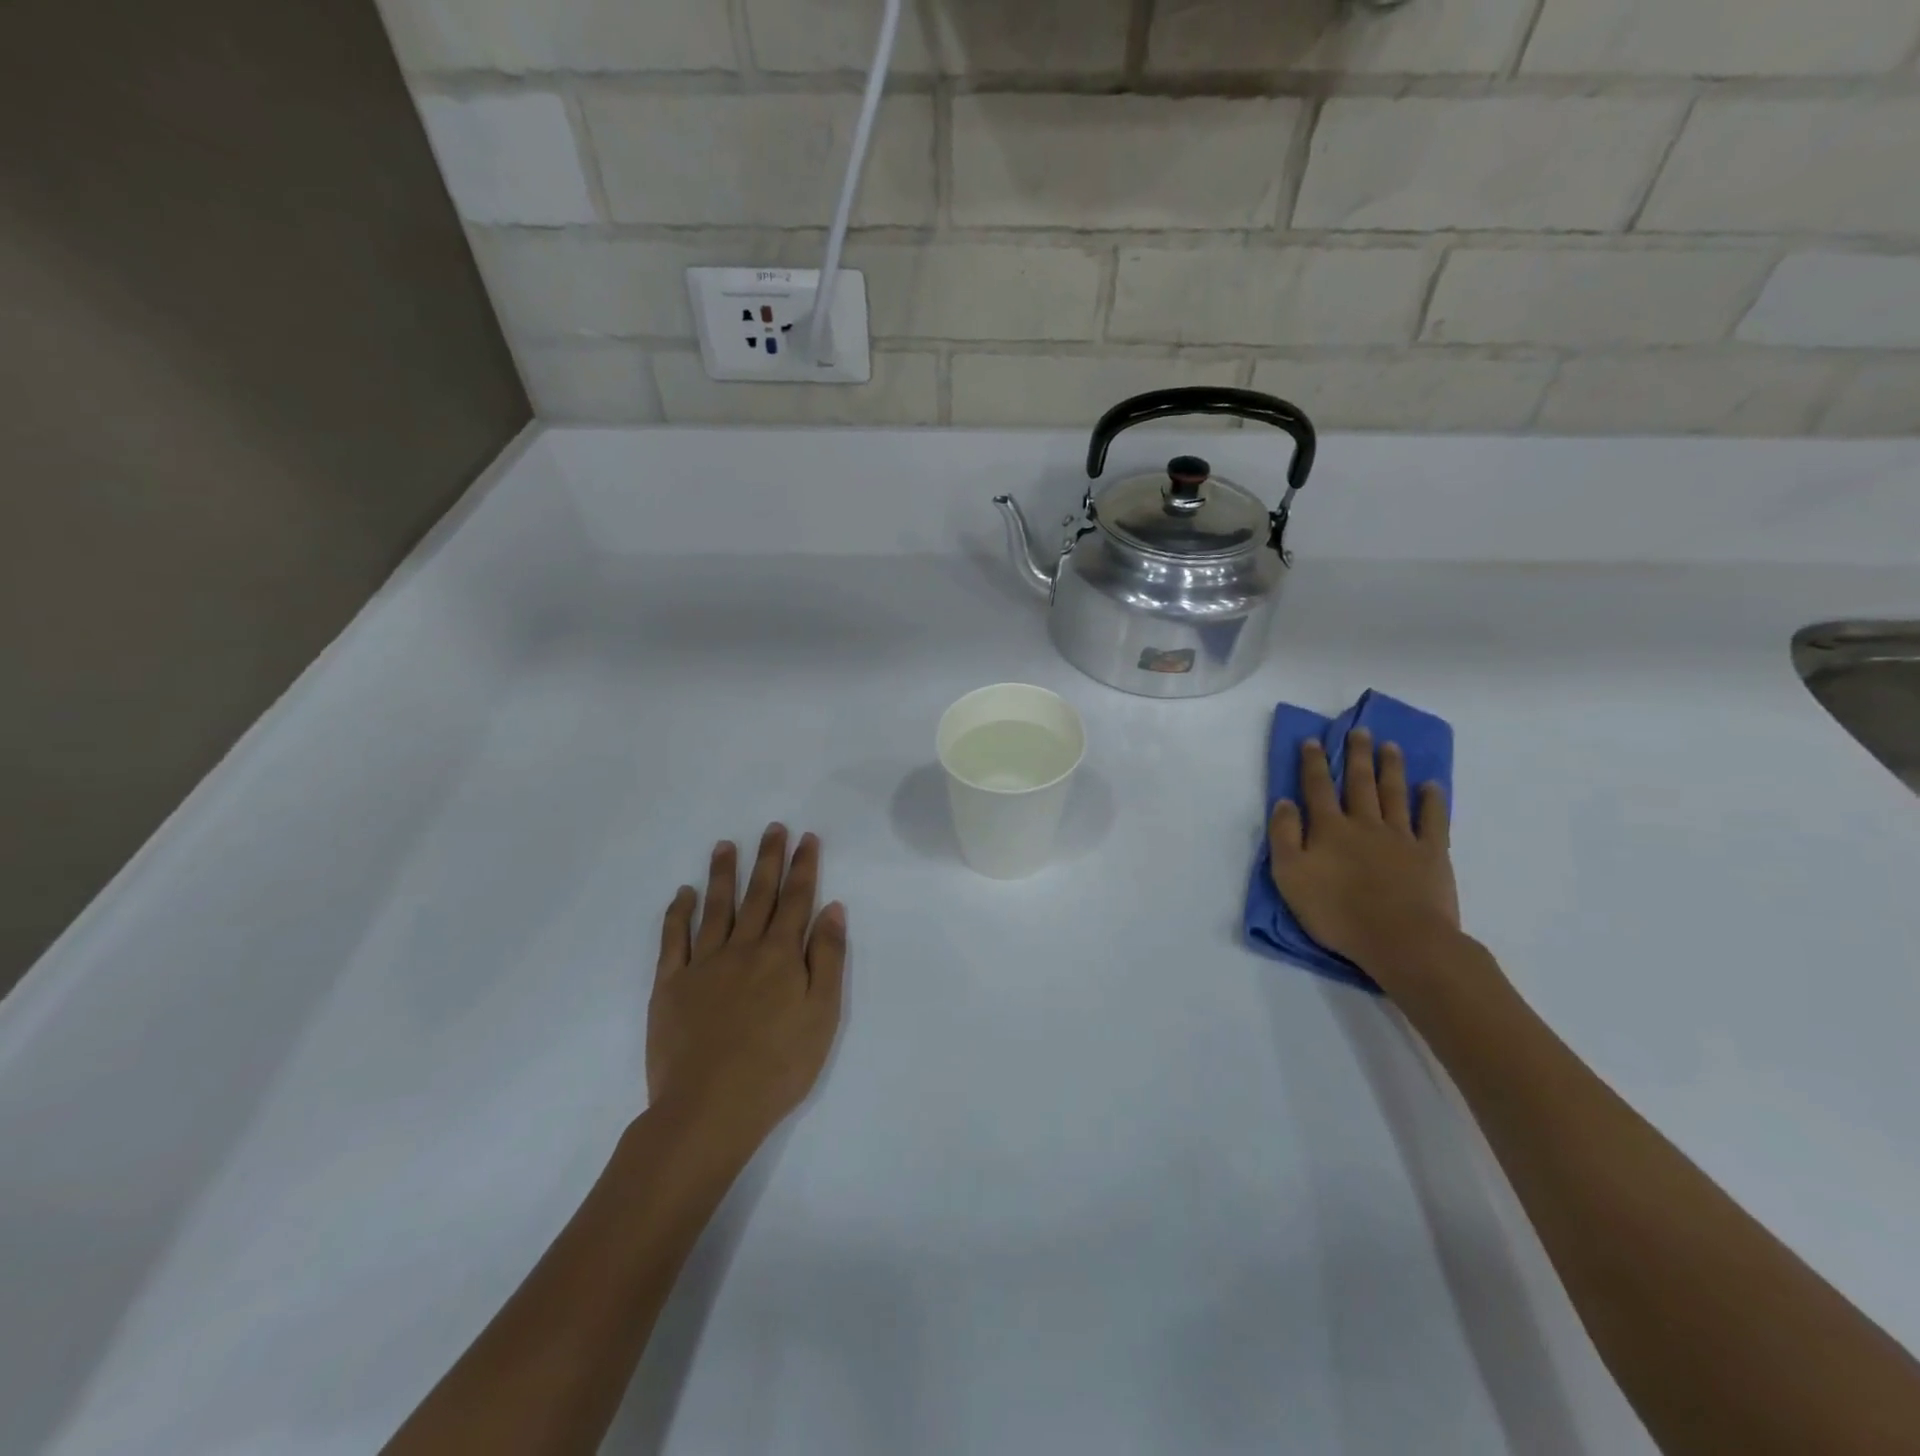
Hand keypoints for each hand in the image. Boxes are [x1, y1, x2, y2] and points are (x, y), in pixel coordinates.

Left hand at [648, 824, 846, 1150]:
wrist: (709, 1109)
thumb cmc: (778, 1066)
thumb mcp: (822, 1014)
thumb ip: (827, 957)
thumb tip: (832, 908)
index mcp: (780, 955)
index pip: (796, 900)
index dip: (803, 867)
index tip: (806, 838)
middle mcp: (742, 948)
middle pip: (758, 895)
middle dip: (768, 859)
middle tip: (772, 828)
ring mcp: (702, 964)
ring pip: (715, 907)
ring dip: (723, 874)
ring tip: (726, 845)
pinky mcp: (670, 986)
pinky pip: (674, 939)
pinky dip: (679, 913)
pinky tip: (683, 893)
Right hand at [1269, 730, 1458, 978]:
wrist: (1401, 940)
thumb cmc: (1336, 912)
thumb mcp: (1289, 877)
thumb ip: (1283, 836)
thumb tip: (1284, 802)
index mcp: (1329, 828)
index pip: (1317, 787)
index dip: (1313, 762)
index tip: (1313, 740)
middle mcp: (1364, 823)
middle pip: (1360, 782)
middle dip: (1357, 754)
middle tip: (1359, 730)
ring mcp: (1401, 837)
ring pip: (1394, 794)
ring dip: (1391, 767)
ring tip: (1390, 746)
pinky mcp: (1431, 854)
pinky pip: (1433, 820)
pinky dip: (1432, 800)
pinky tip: (1431, 785)